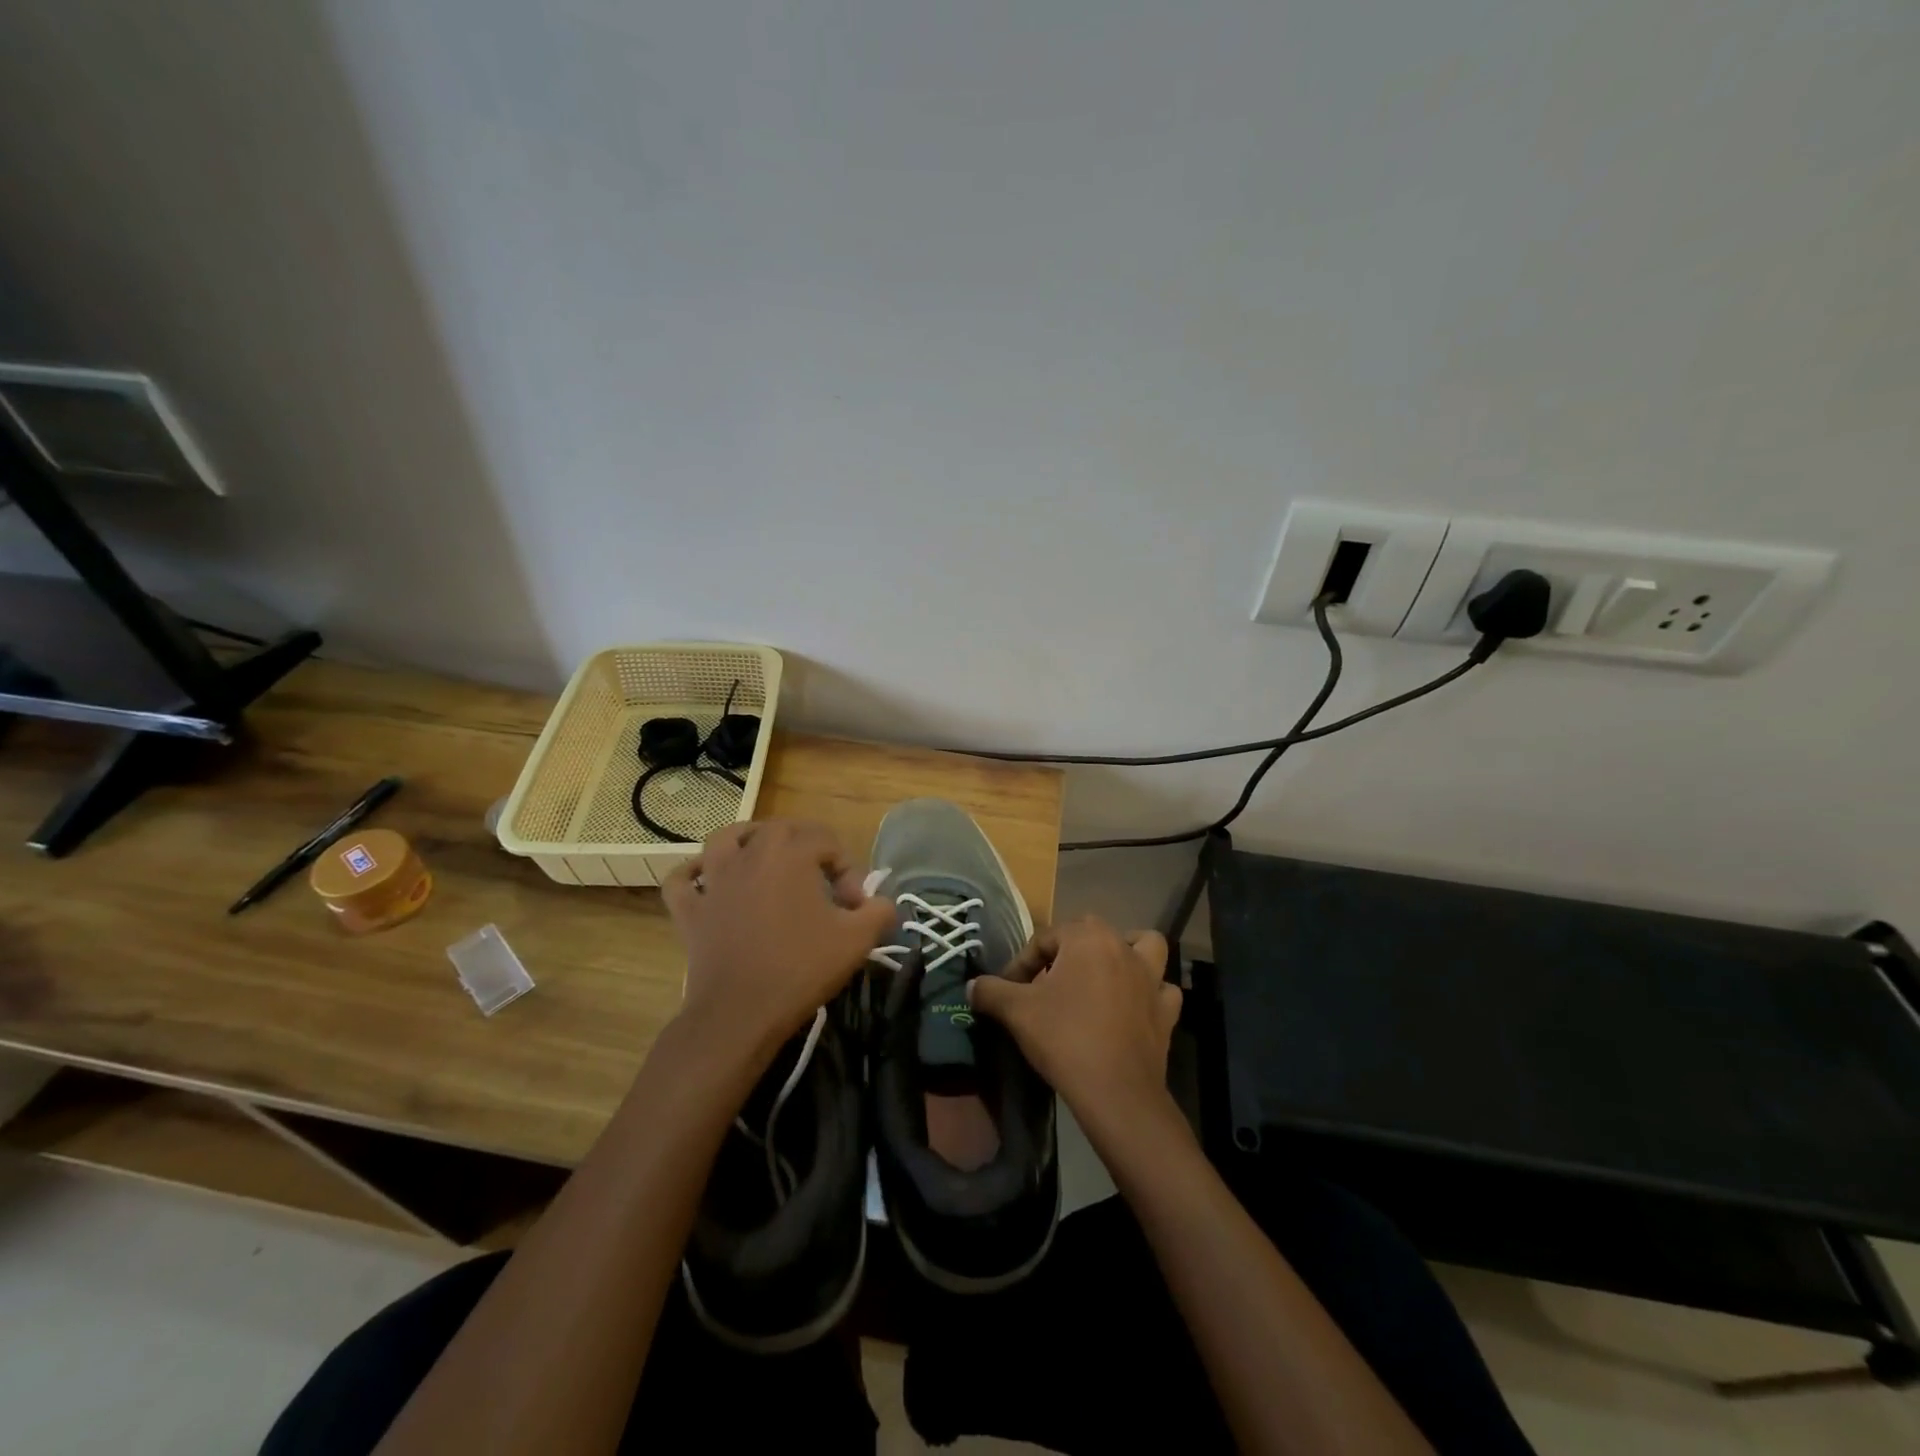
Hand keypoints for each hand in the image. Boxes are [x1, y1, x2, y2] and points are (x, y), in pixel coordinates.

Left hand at [662, 820, 893, 1064]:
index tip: (854, 906)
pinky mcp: (690, 909)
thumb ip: (880, 911)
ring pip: (725, 840)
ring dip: (745, 840)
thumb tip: (882, 903)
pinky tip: (706, 882)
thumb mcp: (858, 940)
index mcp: (792, 854)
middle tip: (820, 878)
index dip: (848, 869)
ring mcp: (714, 880)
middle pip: (779, 829)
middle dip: (804, 845)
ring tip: (762, 857)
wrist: (741, 1012)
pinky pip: (682, 880)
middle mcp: (751, 855)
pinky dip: (693, 875)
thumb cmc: (802, 969)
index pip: (827, 841)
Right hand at [969, 916, 1181, 1127]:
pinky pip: (1161, 990)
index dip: (1021, 963)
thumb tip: (972, 986)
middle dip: (1066, 952)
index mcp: (1087, 938)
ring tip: (1103, 975)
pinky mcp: (1167, 1011)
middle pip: (1090, 934)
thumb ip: (991, 991)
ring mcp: (1151, 978)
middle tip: (1046, 984)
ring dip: (1126, 954)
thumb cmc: (1064, 1038)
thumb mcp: (1016, 1012)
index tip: (1008, 990)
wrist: (1116, 1092)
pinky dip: (1150, 993)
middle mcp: (1123, 947)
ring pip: (1143, 947)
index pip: (1045, 938)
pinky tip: (1132, 1008)